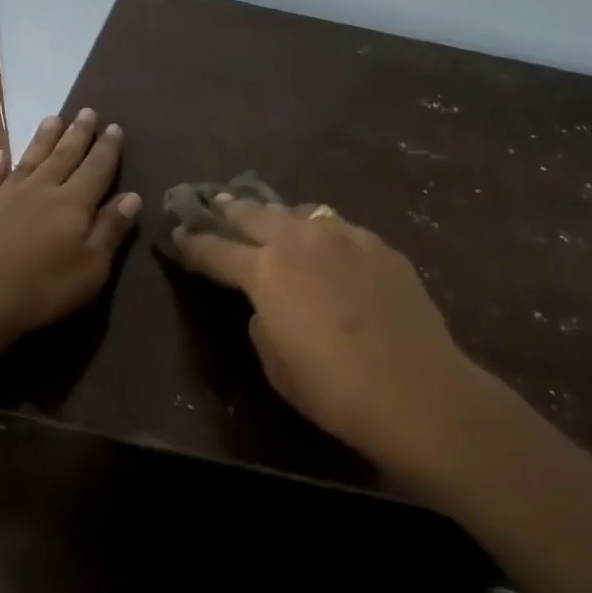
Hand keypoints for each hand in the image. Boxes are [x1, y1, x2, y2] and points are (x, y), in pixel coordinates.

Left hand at [0, 110, 140, 353]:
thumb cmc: (40, 289)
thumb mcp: (91, 268)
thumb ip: (110, 230)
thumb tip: (132, 197)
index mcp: (73, 204)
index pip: (96, 169)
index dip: (107, 149)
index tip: (114, 127)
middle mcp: (40, 190)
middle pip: (63, 156)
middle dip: (78, 134)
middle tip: (87, 111)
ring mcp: (4, 197)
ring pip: (29, 159)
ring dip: (43, 139)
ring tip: (53, 118)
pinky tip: (0, 154)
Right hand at [169, 198, 483, 474]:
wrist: (414, 389)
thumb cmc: (332, 387)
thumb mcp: (275, 362)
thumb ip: (263, 322)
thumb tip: (269, 305)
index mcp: (266, 271)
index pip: (217, 250)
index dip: (193, 244)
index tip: (178, 234)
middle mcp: (302, 241)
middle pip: (256, 213)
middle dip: (230, 209)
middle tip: (215, 203)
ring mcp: (347, 238)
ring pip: (302, 213)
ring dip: (279, 215)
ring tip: (272, 217)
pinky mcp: (382, 248)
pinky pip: (341, 229)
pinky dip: (323, 232)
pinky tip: (328, 243)